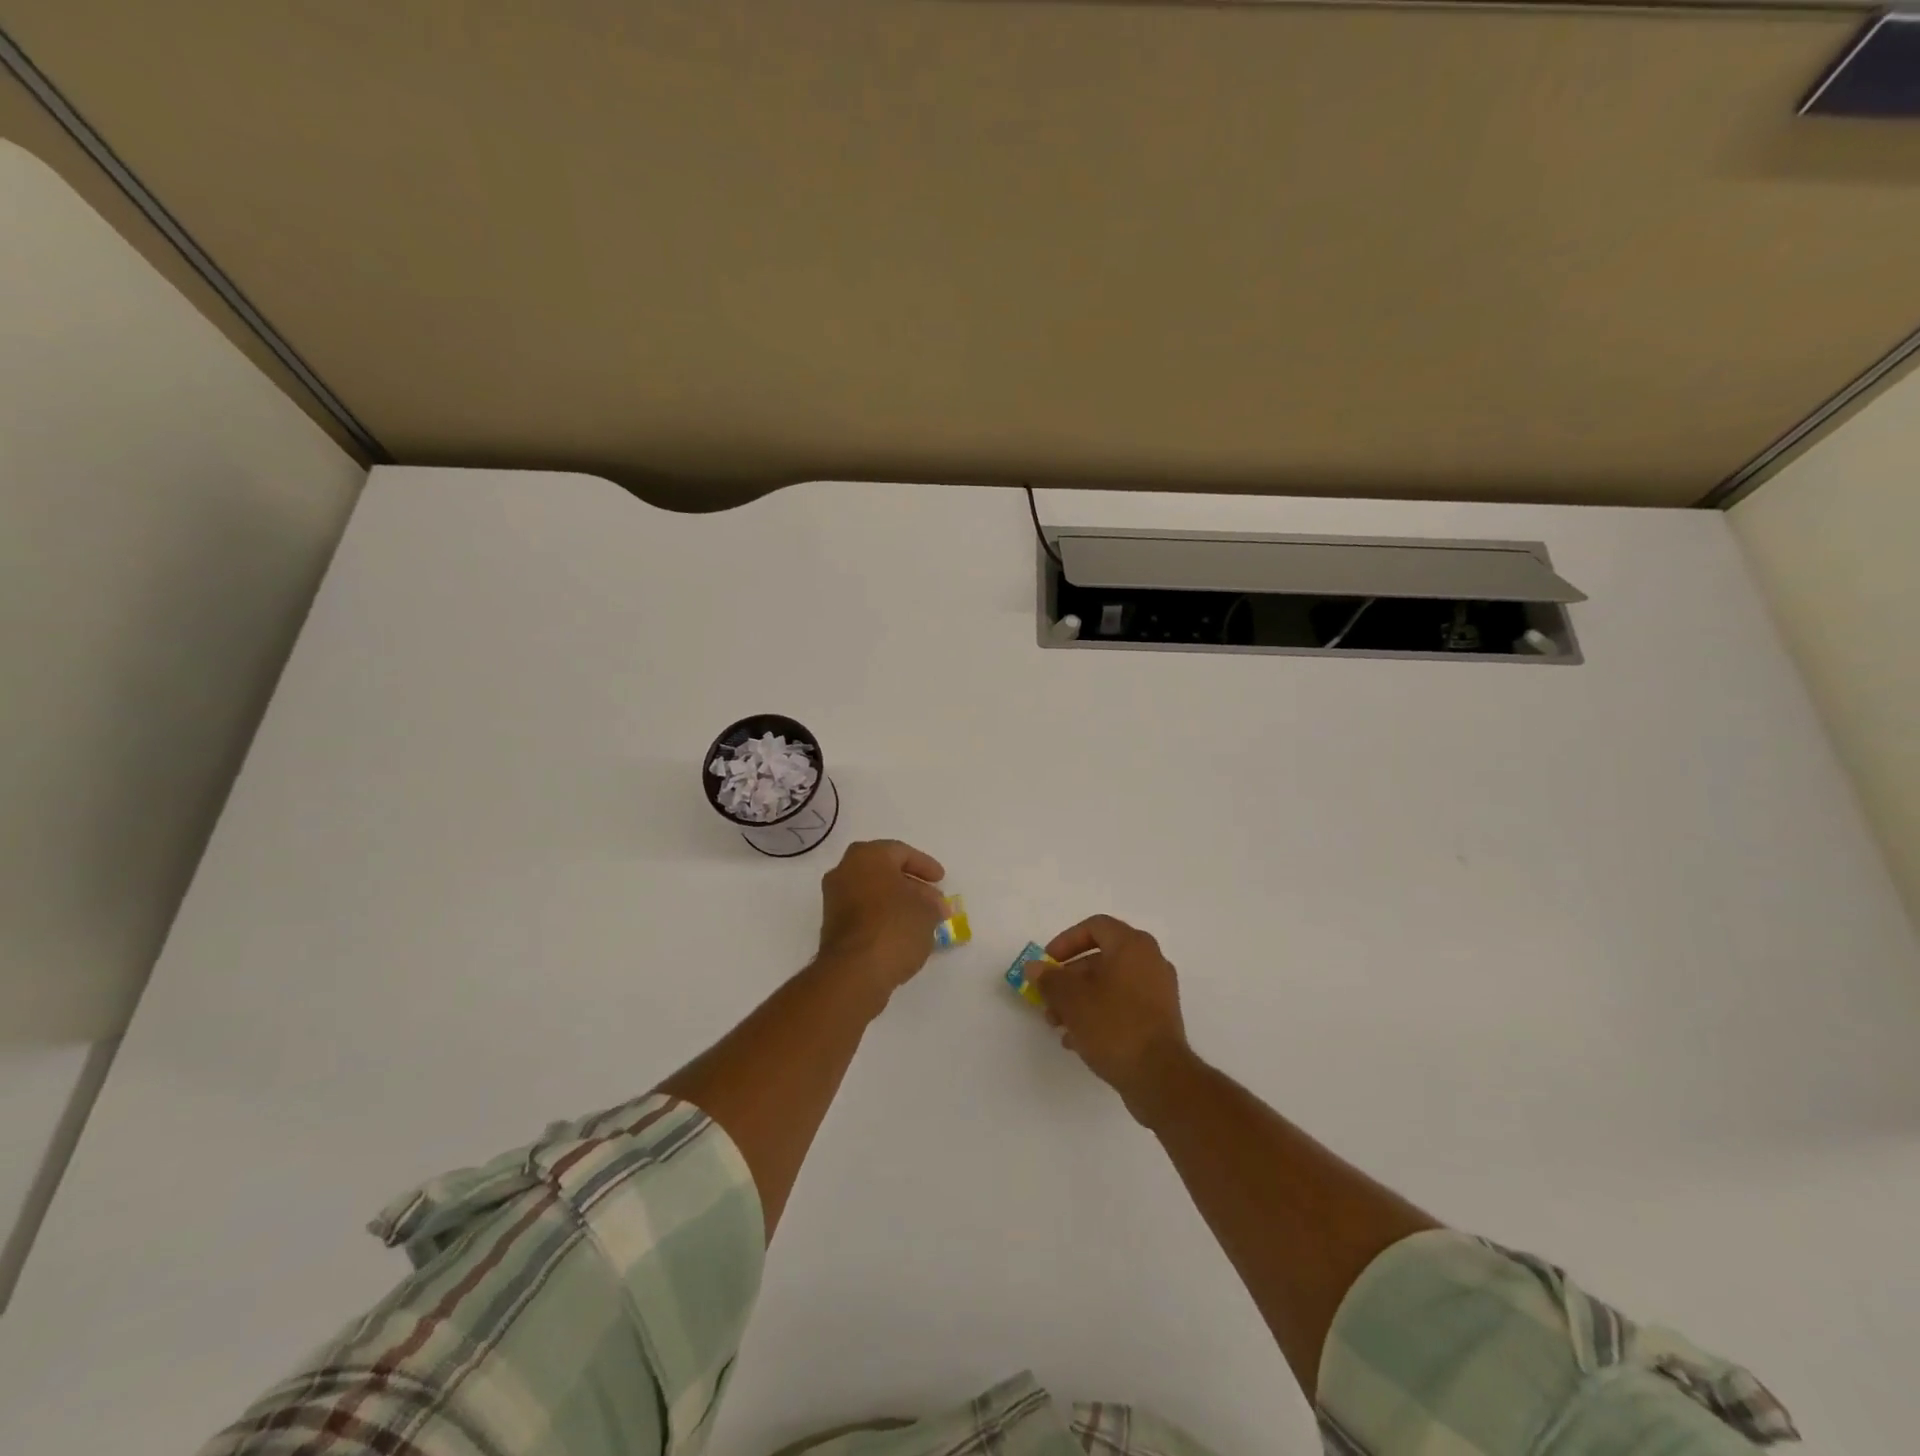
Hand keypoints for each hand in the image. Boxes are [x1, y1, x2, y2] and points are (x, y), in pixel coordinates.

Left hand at [815, 839, 946, 1002]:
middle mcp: (845, 870)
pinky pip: (863, 912)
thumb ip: (932, 903)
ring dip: (897, 902)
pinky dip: (882, 917)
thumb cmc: (894, 927)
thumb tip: (934, 905)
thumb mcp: (927, 911)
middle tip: (933, 900)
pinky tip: (902, 933)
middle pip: (884, 872)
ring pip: (873, 892)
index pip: (901, 852)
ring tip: (922, 919)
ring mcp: (834, 898)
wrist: (854, 971)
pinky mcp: (832, 925)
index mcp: (868, 856)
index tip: (941, 880)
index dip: (925, 866)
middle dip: (911, 885)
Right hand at [1031, 915, 1190, 1117]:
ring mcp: (1158, 991)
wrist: (1159, 1077)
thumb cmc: (1113, 1025)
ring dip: (1080, 999)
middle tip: (1048, 998)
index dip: (1066, 941)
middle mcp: (1150, 961)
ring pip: (1110, 984)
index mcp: (1132, 946)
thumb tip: (1034, 967)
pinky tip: (1077, 1040)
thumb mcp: (1071, 999)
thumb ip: (1049, 979)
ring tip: (1058, 1024)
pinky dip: (1099, 1014)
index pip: (1095, 926)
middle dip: (1068, 978)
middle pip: (1100, 958)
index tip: (1047, 963)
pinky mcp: (1159, 1019)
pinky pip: (1123, 1005)